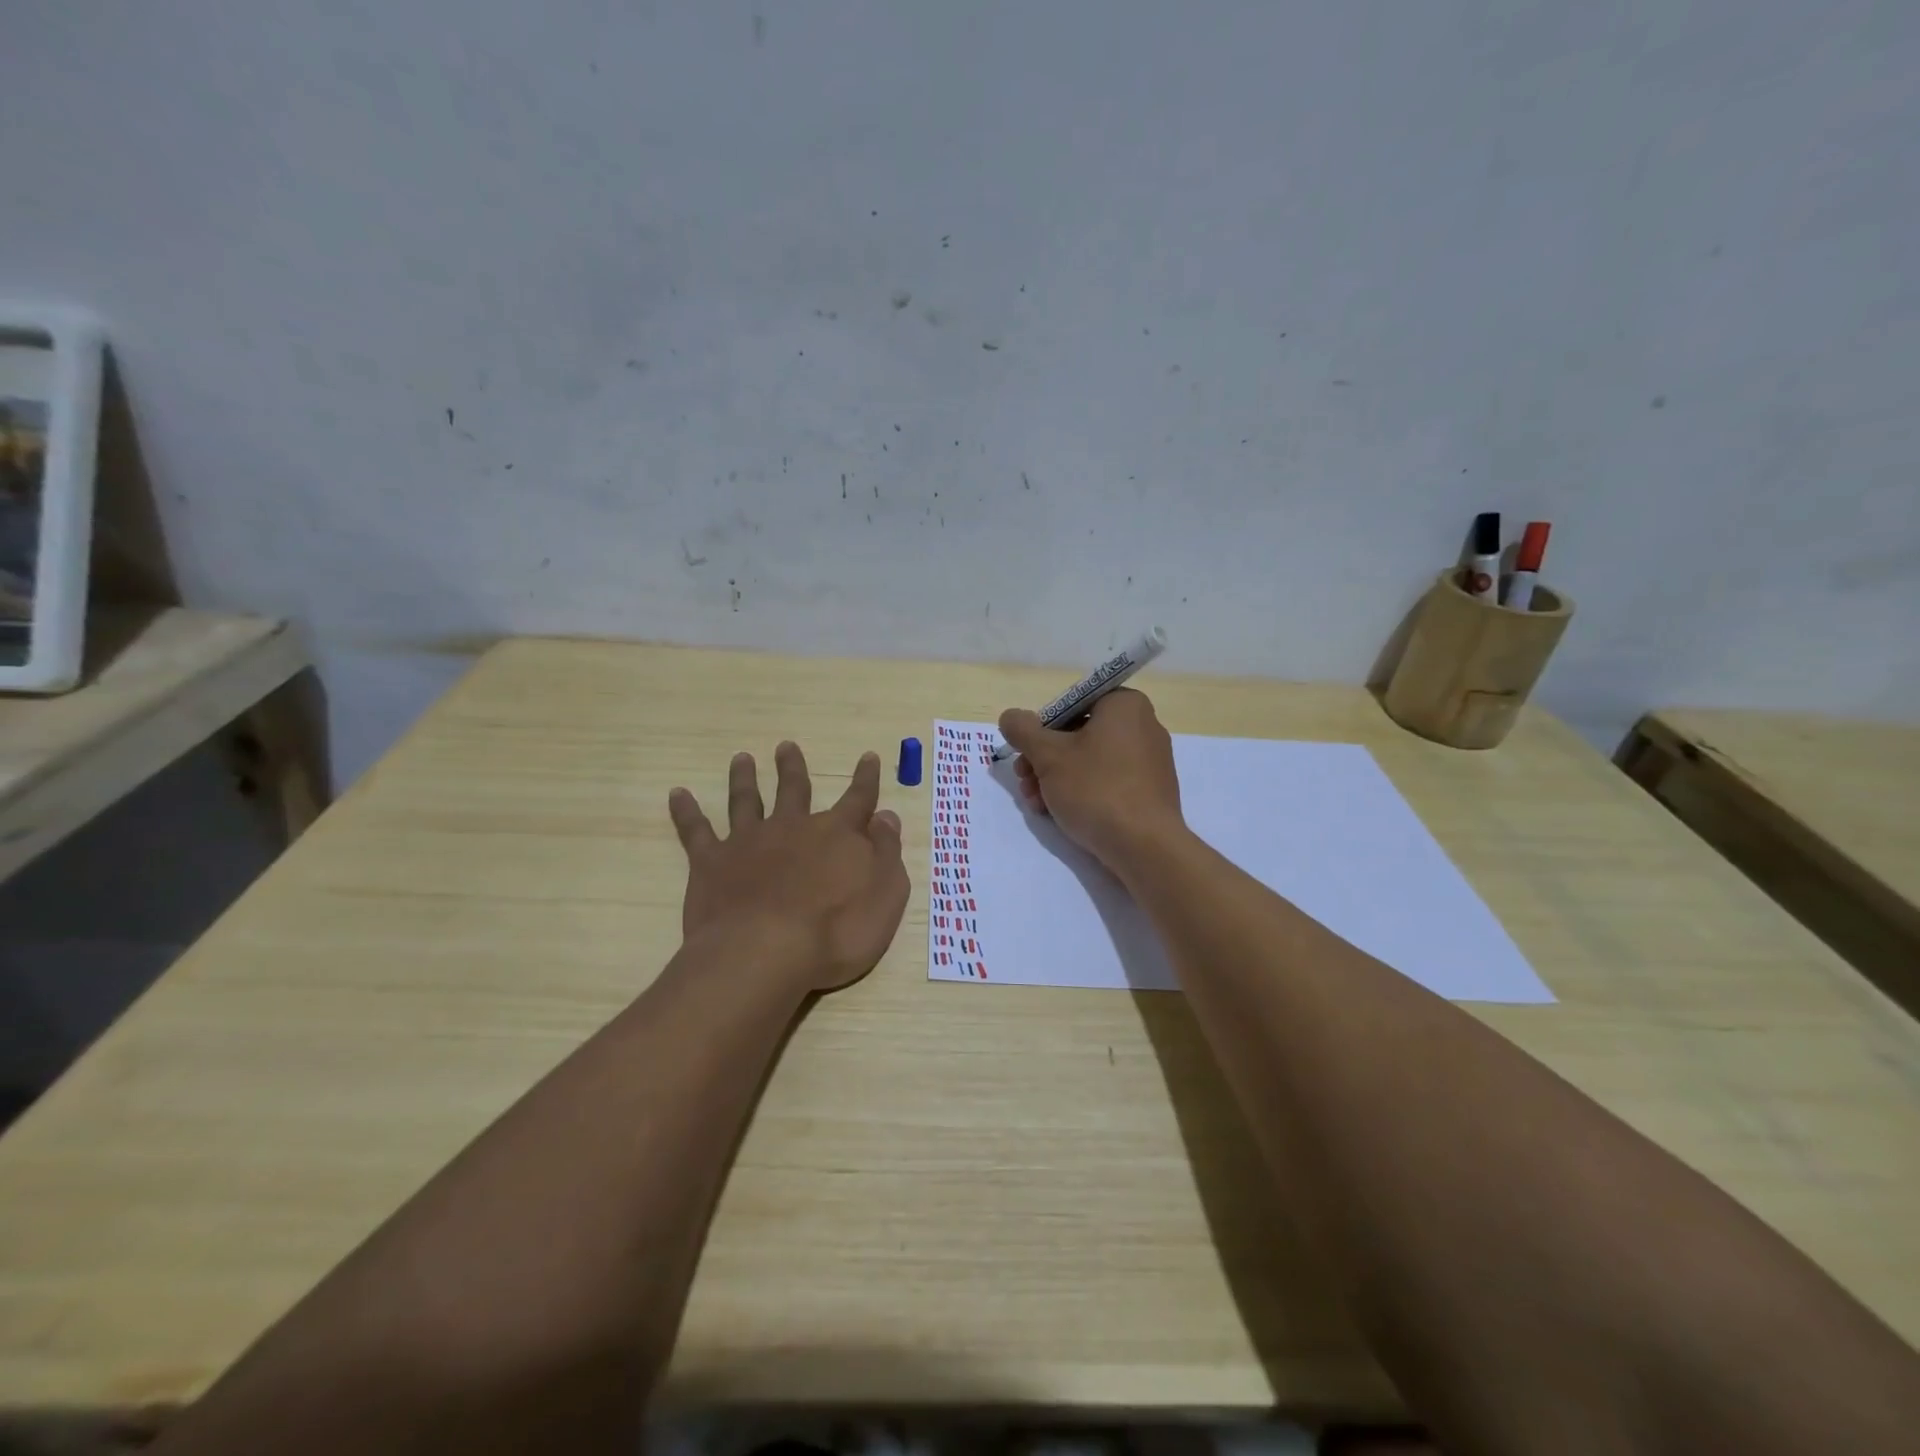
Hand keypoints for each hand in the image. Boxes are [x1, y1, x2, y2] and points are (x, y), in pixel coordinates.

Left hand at [668, 743, 909, 993]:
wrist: (767, 953)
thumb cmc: (838, 932)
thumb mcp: (885, 894)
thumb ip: (886, 852)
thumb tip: (885, 816)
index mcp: (837, 835)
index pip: (858, 799)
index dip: (866, 779)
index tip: (868, 756)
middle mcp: (792, 827)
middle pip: (794, 789)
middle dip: (792, 768)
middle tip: (786, 746)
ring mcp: (749, 842)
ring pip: (746, 801)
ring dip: (744, 778)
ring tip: (741, 759)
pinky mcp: (711, 863)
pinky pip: (695, 831)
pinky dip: (686, 811)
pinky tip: (677, 794)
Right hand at [999, 689, 1184, 872]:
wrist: (1144, 846)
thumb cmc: (1096, 789)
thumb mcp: (1048, 755)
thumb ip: (1023, 730)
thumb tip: (1010, 717)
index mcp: (1124, 705)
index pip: (1071, 703)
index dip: (1042, 728)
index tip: (1025, 753)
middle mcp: (1143, 725)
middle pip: (1078, 734)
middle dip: (1044, 759)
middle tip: (1024, 781)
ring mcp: (1150, 760)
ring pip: (1089, 760)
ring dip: (1055, 779)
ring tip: (1036, 803)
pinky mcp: (1150, 790)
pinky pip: (1108, 781)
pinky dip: (1081, 791)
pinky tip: (1058, 813)